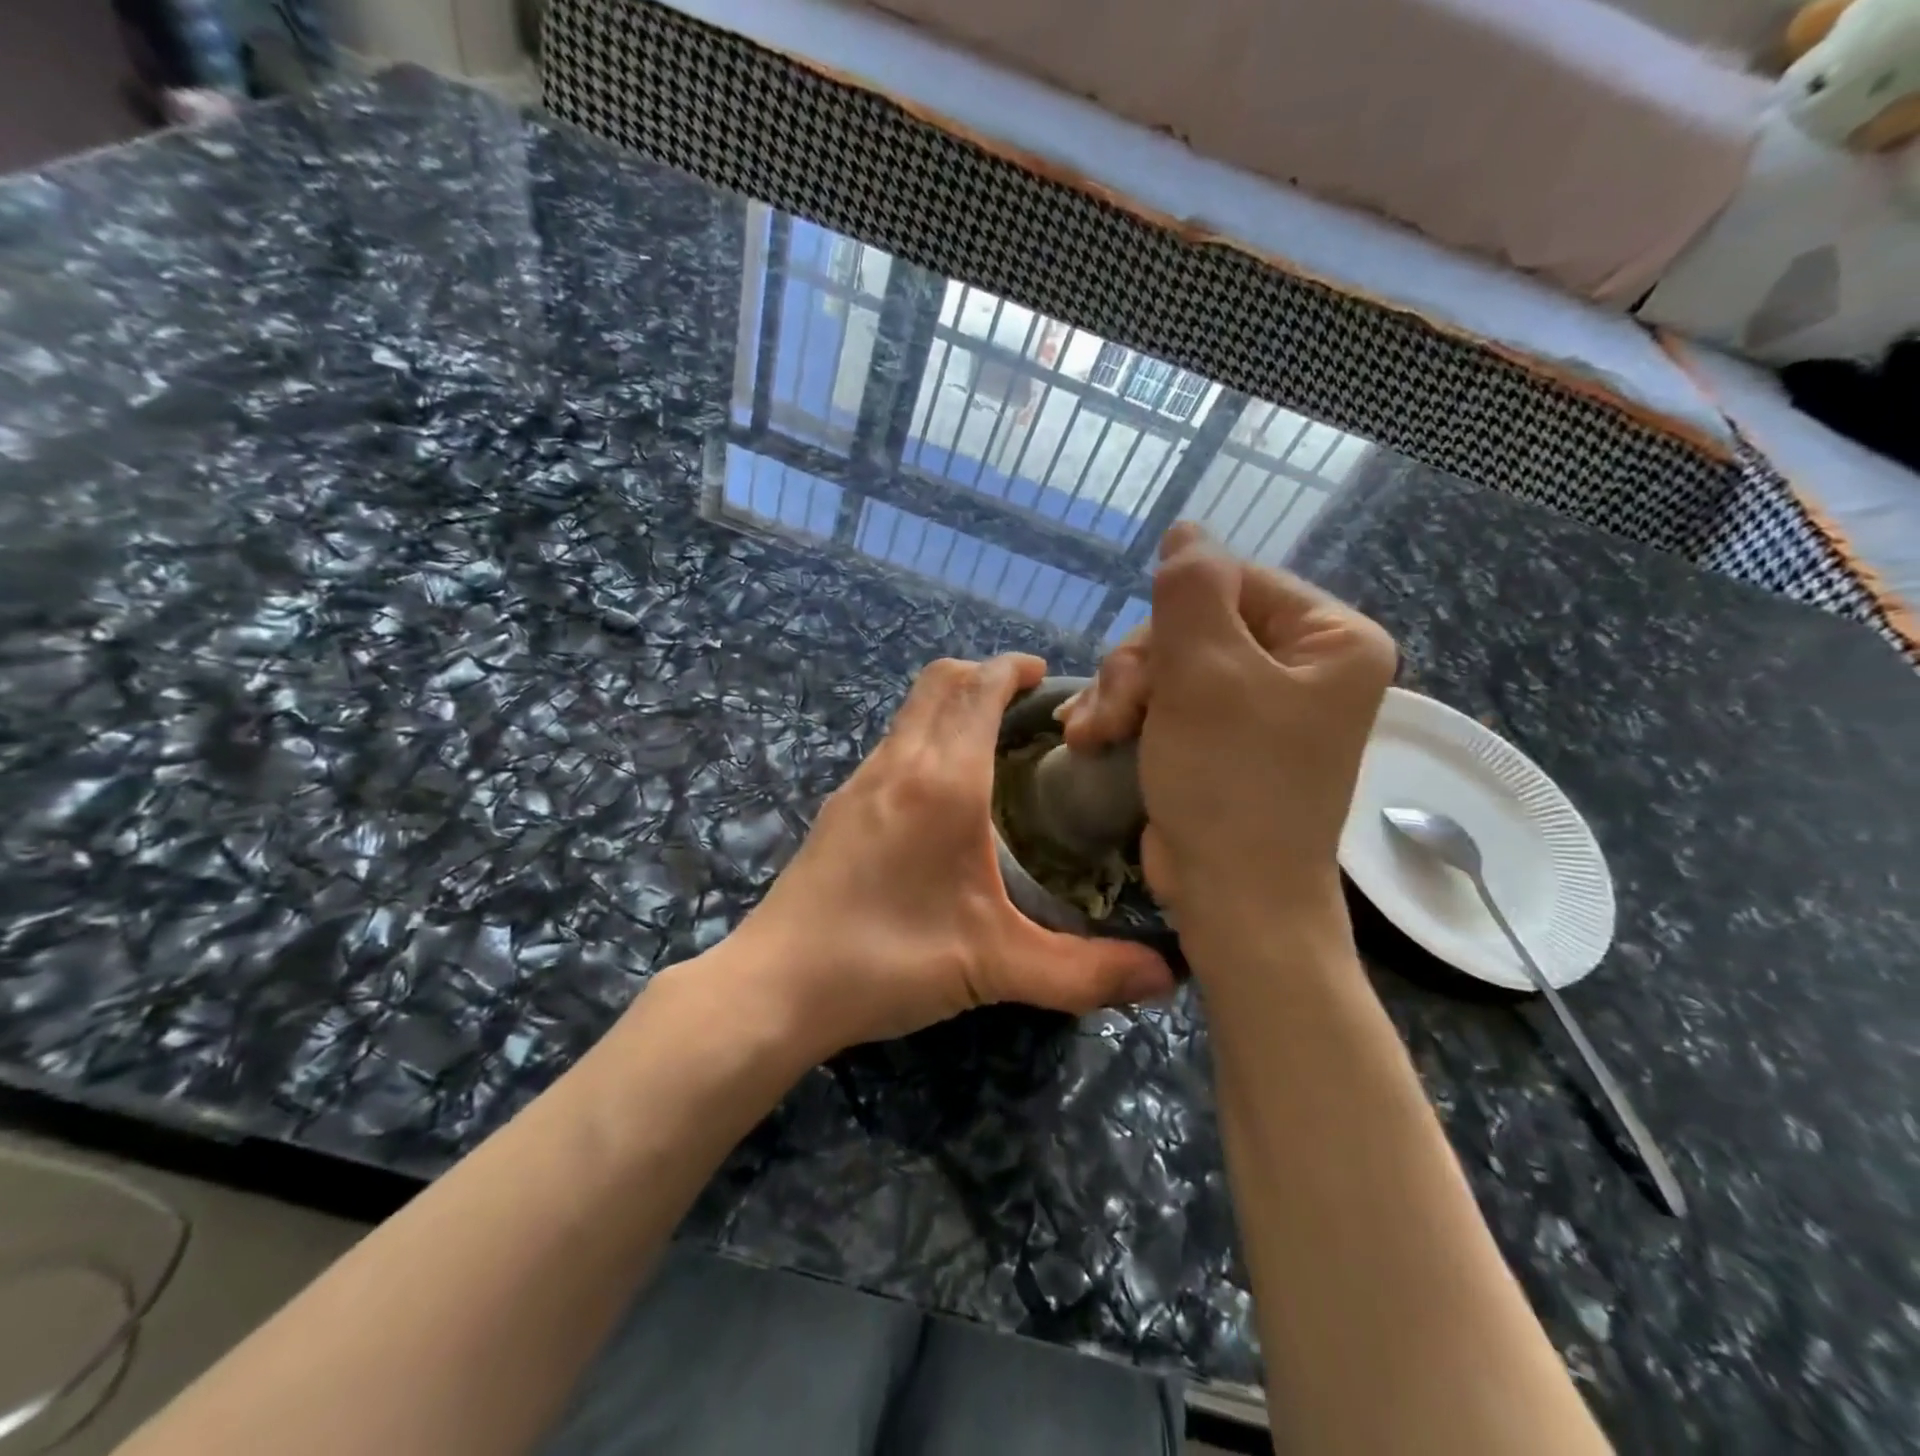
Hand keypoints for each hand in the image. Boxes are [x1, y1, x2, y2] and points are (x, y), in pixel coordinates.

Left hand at [716, 654, 1175, 1059]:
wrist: (778, 985)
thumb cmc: (888, 960)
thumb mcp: (996, 967)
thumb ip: (1086, 973)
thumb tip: (1168, 979)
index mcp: (943, 781)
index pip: (979, 688)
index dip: (1014, 668)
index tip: (1047, 676)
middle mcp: (899, 763)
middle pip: (940, 682)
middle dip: (985, 675)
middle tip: (1028, 706)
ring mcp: (860, 781)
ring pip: (911, 711)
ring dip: (951, 705)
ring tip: (993, 745)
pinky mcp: (839, 806)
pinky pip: (892, 745)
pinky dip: (925, 738)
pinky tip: (942, 794)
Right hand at [1059, 523, 1395, 925]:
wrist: (1232, 898)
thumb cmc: (1230, 783)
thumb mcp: (1206, 673)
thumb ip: (1192, 588)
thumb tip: (1186, 530)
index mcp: (1330, 639)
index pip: (1233, 581)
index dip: (1172, 616)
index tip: (1139, 670)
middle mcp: (1302, 665)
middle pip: (1195, 624)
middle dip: (1139, 668)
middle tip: (1111, 716)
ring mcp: (1260, 704)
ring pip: (1169, 661)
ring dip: (1121, 693)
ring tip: (1090, 734)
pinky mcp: (1221, 736)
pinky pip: (1166, 698)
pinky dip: (1127, 714)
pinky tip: (1091, 737)